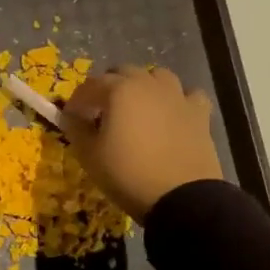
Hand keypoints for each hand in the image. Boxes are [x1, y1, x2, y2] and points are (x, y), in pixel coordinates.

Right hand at [64, 67, 223, 222]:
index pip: (89, 86)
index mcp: (118, 90)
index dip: (76, 101)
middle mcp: (148, 84)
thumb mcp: (90, 155)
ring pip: (157, 76)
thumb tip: (72, 117)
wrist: (182, 197)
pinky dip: (177, 100)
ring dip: (143, 86)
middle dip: (108, 88)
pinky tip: (172, 114)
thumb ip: (76, 129)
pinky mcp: (199, 113)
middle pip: (122, 73)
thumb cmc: (128, 174)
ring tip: (136, 109)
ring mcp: (177, 96)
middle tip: (101, 112)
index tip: (71, 118)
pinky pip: (187, 95)